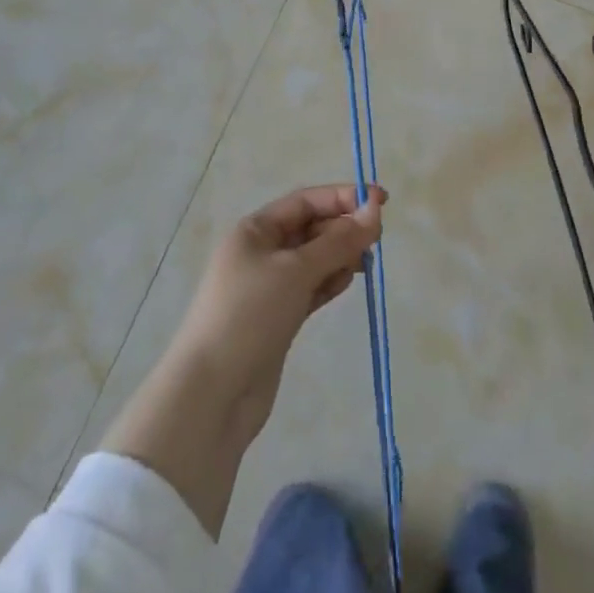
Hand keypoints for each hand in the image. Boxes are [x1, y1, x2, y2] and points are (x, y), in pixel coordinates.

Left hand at [102, 185, 383, 535]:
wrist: (213, 395)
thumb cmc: (249, 315)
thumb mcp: (296, 270)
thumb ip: (338, 241)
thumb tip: (375, 211)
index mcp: (255, 230)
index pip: (305, 201)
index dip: (343, 197)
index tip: (381, 201)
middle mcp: (261, 252)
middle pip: (310, 228)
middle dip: (343, 228)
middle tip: (377, 240)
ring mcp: (269, 287)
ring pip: (313, 259)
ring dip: (340, 256)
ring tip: (365, 264)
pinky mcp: (278, 318)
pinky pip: (310, 288)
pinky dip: (329, 282)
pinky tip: (348, 283)